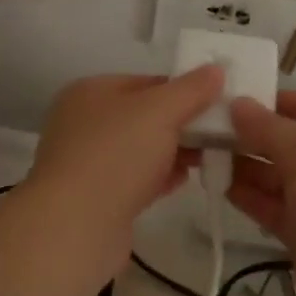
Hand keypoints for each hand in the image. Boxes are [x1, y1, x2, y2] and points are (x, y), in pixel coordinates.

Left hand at [26, 68, 224, 284]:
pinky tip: (184, 180)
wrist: (75, 226)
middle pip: (144, 116)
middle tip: (220, 133)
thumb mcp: (159, 111)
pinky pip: (135, 179)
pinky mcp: (96, 198)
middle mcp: (84, 122)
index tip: (218, 103)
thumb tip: (216, 69)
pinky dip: (159, 177)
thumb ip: (190, 90)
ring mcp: (87, 162)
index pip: (147, 82)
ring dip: (173, 152)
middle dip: (181, 123)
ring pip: (141, 149)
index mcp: (90, 92)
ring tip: (209, 157)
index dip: (184, 90)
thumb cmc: (116, 155)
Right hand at [228, 91, 295, 295]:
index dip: (288, 100)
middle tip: (213, 128)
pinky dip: (250, 197)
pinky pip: (274, 209)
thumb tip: (239, 104)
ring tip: (207, 155)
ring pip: (281, 178)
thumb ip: (270, 129)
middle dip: (258, 134)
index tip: (246, 99)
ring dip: (247, 166)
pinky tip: (219, 187)